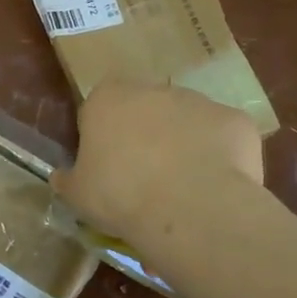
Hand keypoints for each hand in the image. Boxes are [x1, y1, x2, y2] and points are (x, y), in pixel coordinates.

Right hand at [53, 81, 263, 240]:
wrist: (190, 208)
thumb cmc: (120, 196)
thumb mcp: (77, 195)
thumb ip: (68, 179)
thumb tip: (61, 177)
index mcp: (108, 98)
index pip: (100, 109)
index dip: (104, 139)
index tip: (108, 170)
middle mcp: (154, 89)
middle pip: (146, 112)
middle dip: (147, 139)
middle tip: (146, 183)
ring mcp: (199, 101)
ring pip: (188, 124)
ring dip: (185, 148)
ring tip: (184, 194)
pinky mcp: (235, 120)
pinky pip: (224, 140)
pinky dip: (221, 161)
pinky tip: (215, 191)